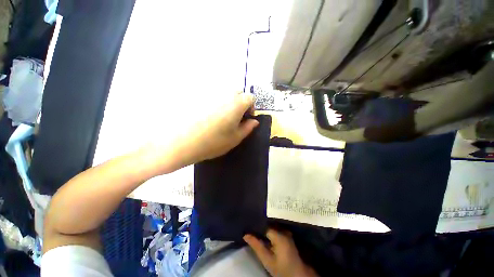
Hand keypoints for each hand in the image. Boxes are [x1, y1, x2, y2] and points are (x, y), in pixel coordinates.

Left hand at [137, 93, 258, 175]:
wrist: (180, 143)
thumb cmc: (213, 142)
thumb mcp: (235, 138)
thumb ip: (248, 128)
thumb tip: (254, 121)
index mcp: (237, 103)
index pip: (250, 98)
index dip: (251, 108)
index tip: (246, 119)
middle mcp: (224, 93)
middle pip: (237, 93)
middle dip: (240, 104)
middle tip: (234, 118)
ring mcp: (209, 93)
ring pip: (224, 93)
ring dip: (227, 102)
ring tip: (220, 117)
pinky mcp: (196, 95)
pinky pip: (210, 95)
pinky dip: (213, 102)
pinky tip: (207, 115)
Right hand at [244, 229, 318, 276]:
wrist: (297, 275)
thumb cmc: (281, 269)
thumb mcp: (267, 260)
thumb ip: (256, 246)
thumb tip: (245, 235)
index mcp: (279, 235)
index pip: (264, 225)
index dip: (256, 226)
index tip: (247, 226)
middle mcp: (284, 230)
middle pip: (268, 224)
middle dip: (259, 226)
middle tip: (249, 228)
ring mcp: (286, 232)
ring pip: (272, 225)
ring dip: (264, 228)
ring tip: (254, 229)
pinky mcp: (287, 235)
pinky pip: (276, 228)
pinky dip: (269, 230)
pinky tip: (263, 234)